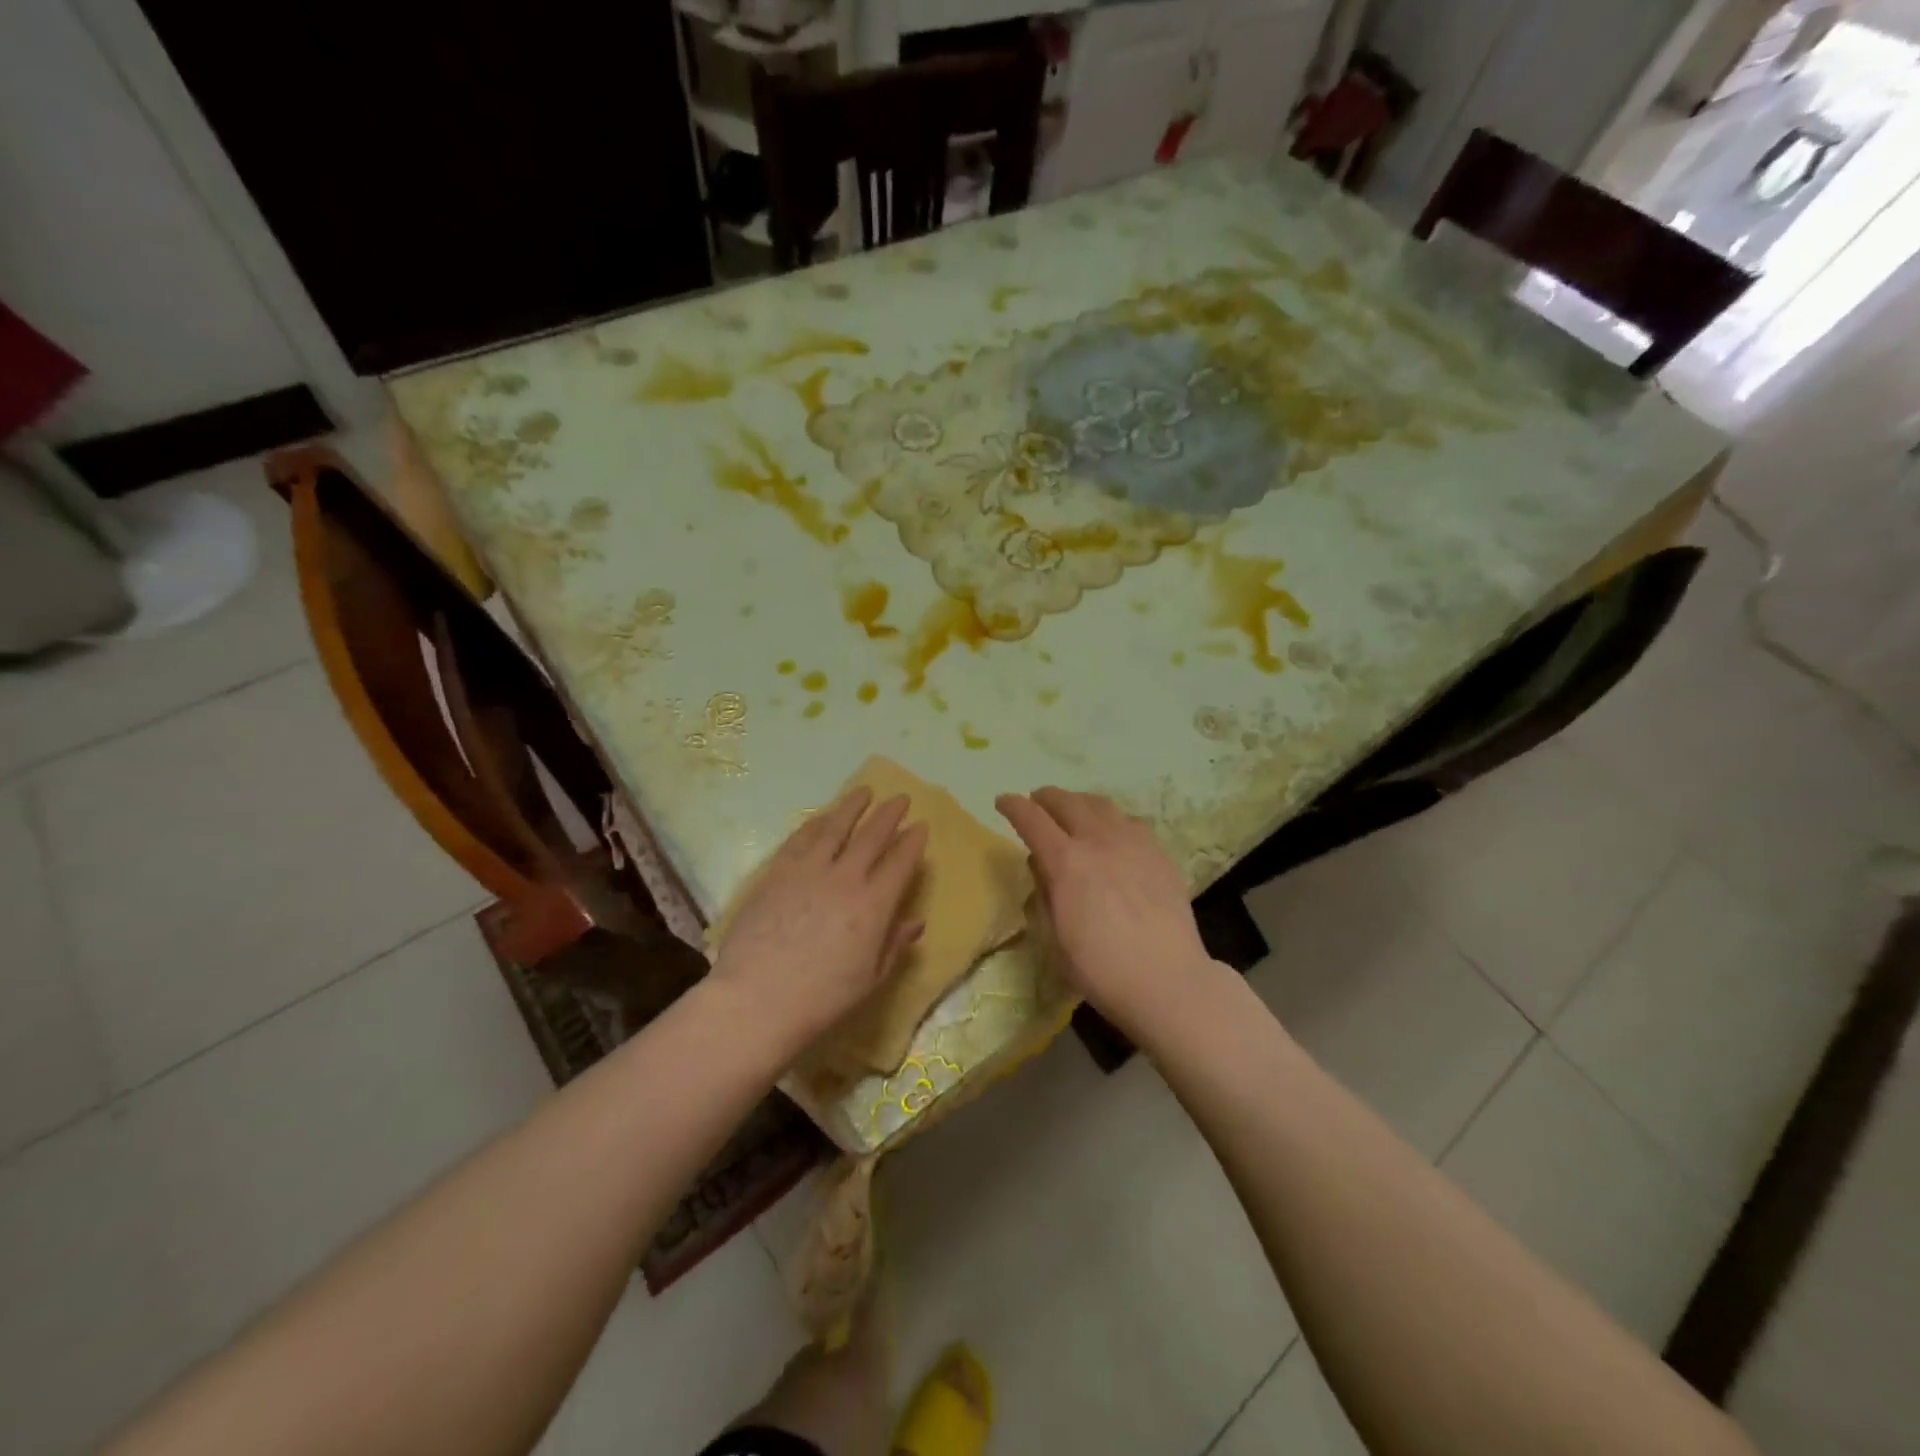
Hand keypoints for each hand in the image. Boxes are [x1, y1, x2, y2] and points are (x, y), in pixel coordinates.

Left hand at [712, 787, 927, 1060]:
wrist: (757, 999)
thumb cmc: (822, 998)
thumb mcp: (870, 978)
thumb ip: (894, 944)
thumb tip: (915, 921)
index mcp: (874, 904)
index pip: (900, 862)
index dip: (913, 841)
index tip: (920, 826)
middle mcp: (845, 878)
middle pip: (872, 836)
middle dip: (889, 814)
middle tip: (900, 798)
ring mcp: (808, 871)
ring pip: (835, 827)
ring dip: (852, 806)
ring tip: (864, 791)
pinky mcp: (777, 872)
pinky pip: (800, 839)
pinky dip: (815, 823)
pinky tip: (821, 817)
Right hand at [996, 788, 1215, 1036]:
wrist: (1168, 980)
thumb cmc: (1102, 969)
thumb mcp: (1056, 937)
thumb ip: (1046, 893)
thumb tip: (1042, 864)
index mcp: (1066, 863)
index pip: (1032, 819)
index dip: (1013, 806)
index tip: (1003, 801)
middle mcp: (1098, 841)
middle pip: (1067, 802)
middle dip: (1045, 797)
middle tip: (1036, 802)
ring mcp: (1133, 843)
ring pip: (1101, 805)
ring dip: (1078, 802)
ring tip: (1072, 809)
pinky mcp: (1159, 853)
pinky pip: (1129, 822)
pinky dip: (1111, 819)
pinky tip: (1112, 832)